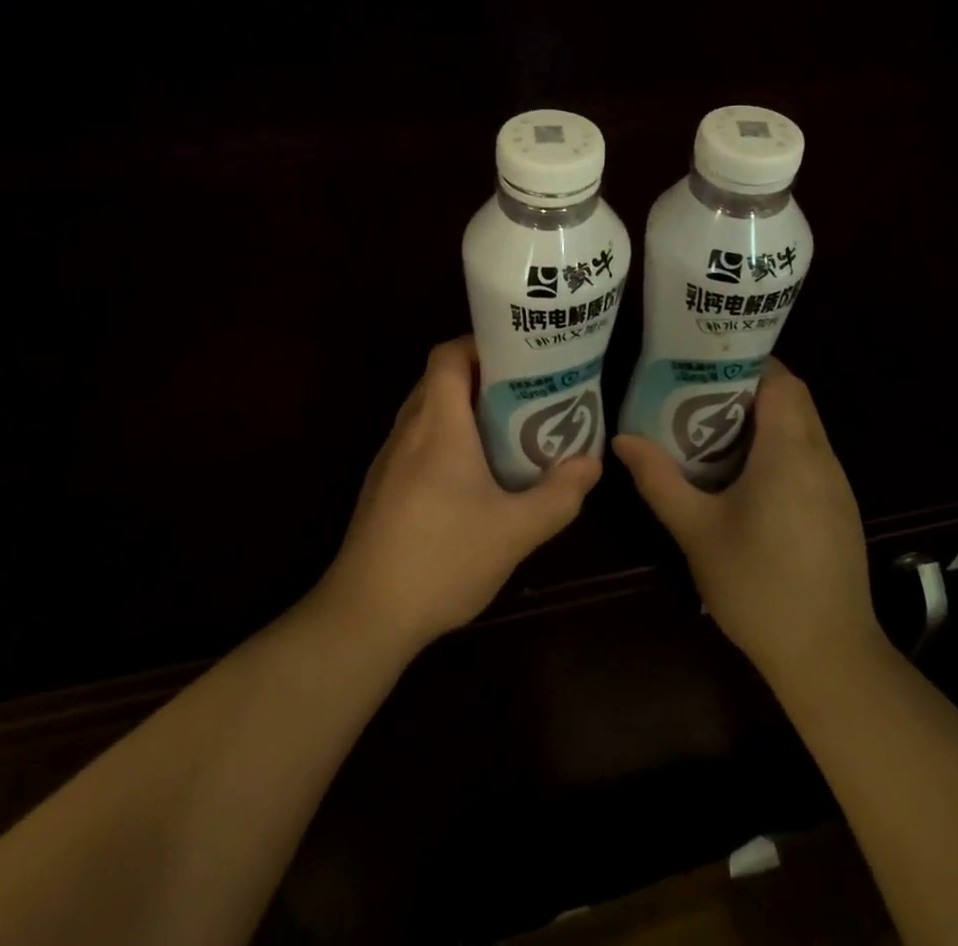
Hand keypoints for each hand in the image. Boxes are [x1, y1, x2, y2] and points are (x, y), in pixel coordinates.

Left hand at [319, 336, 601, 653]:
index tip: (519, 356)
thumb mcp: (515, 531)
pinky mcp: (382, 486)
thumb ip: (559, 495)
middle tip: (524, 391)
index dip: (480, 344)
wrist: (366, 614)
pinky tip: (471, 475)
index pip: (448, 355)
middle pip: (439, 378)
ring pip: (426, 410)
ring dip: (462, 409)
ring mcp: (389, 458)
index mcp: (438, 424)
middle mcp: (408, 430)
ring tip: (506, 428)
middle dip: (481, 376)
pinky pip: (416, 440)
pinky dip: (444, 438)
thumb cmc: (443, 559)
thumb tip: (592, 463)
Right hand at [613, 357, 883, 683]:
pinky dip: (781, 447)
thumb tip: (621, 440)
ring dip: (766, 418)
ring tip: (715, 428)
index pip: (781, 380)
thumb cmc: (757, 587)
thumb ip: (658, 480)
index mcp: (789, 452)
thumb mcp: (696, 531)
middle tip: (699, 394)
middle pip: (793, 398)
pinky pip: (811, 455)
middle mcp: (821, 458)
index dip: (746, 363)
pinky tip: (747, 475)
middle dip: (749, 388)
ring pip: (804, 426)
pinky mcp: (840, 509)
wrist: (828, 658)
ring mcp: (837, 485)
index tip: (706, 365)